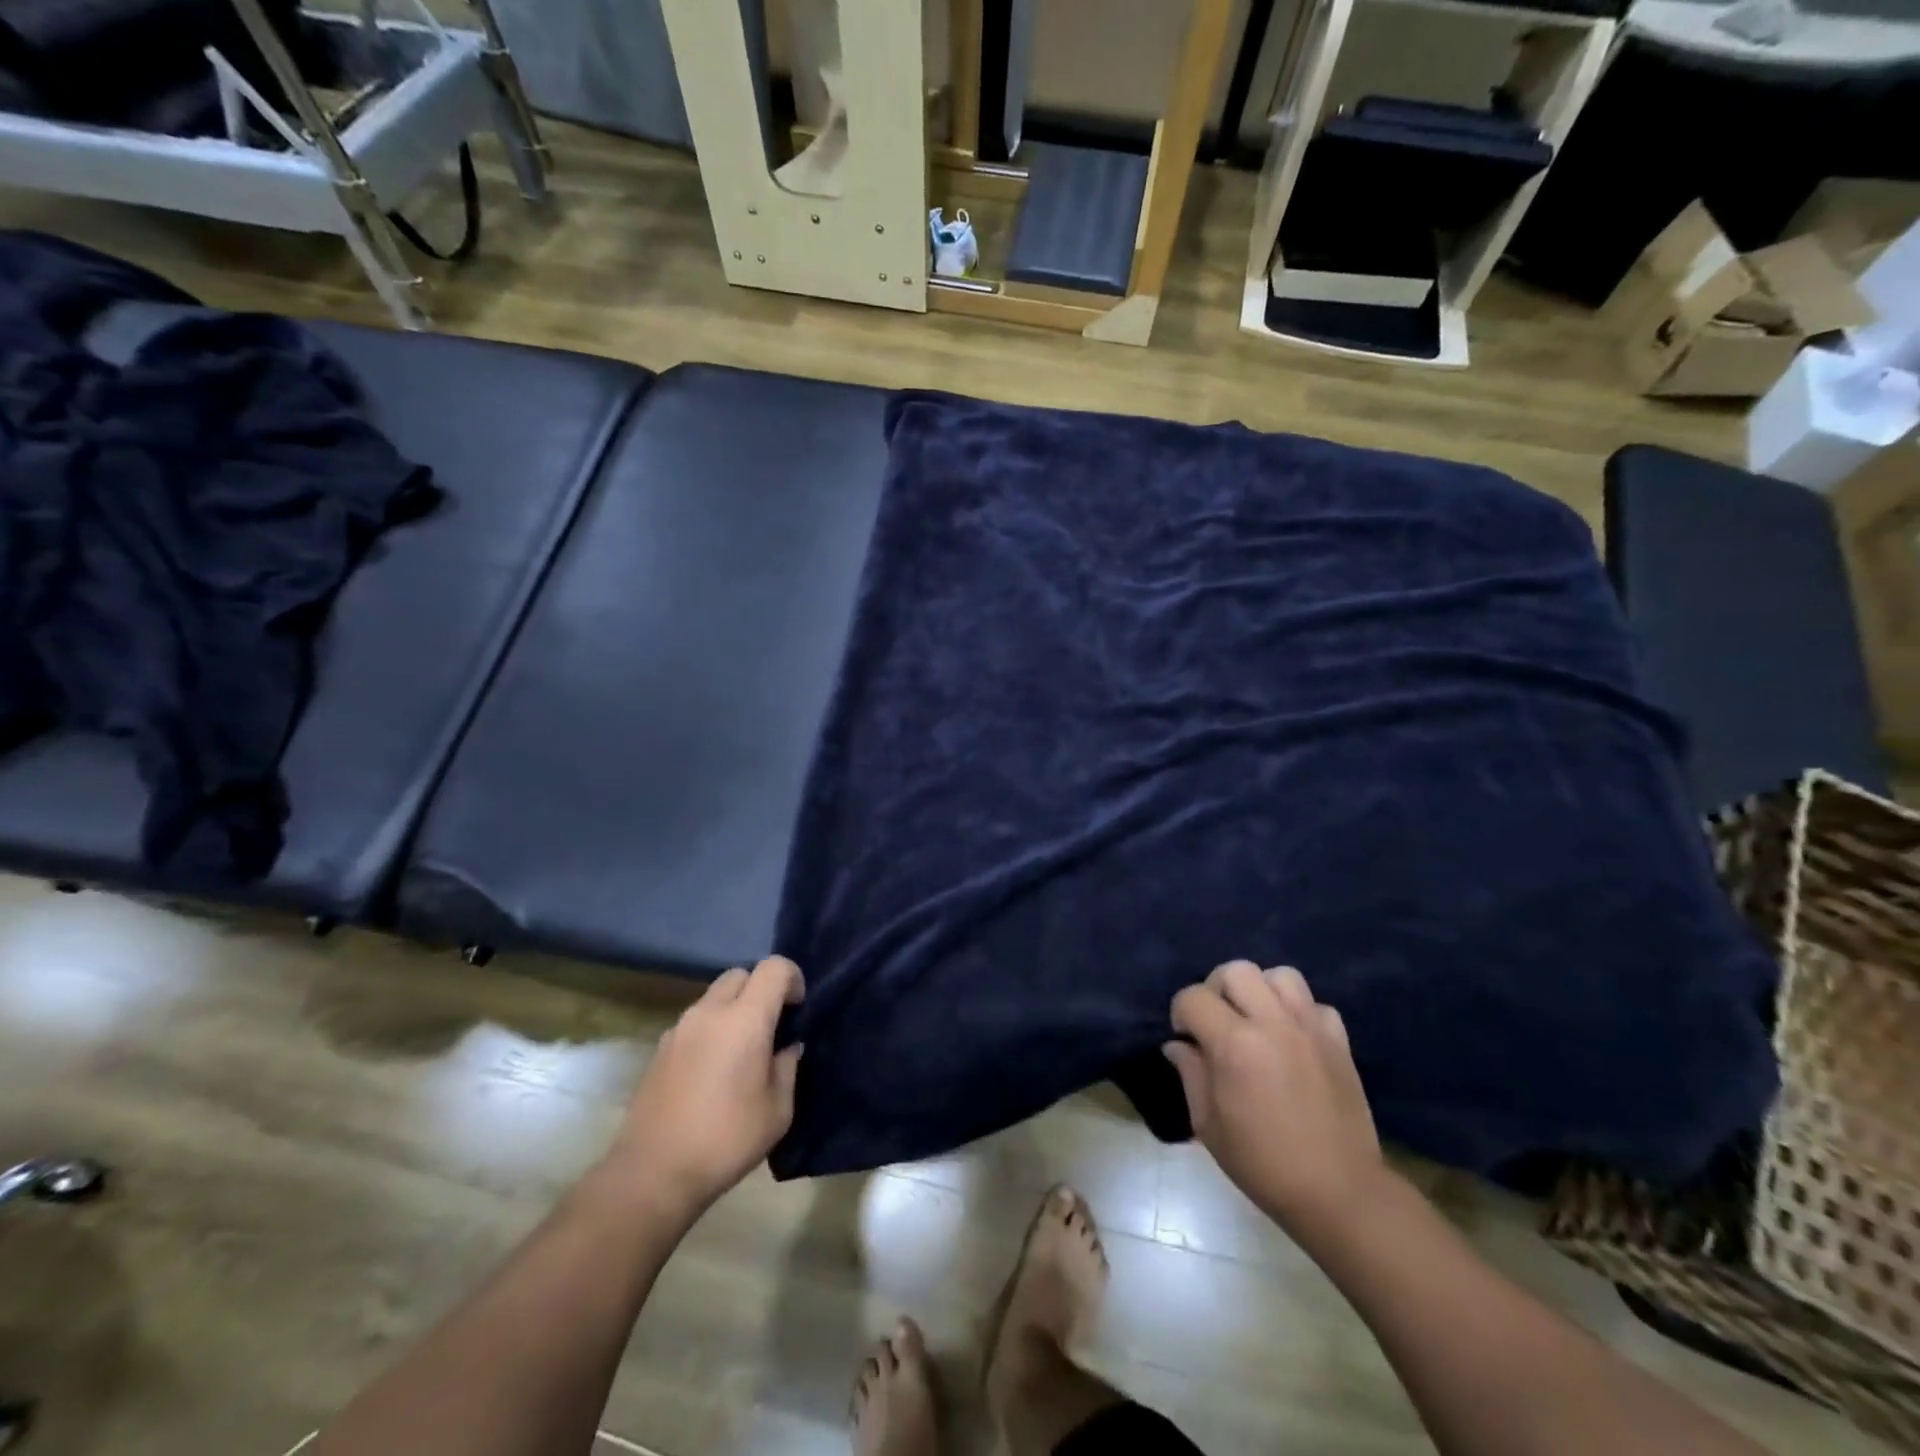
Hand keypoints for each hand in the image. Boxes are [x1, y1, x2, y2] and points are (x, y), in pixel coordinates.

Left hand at [605, 956, 804, 1224]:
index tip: (797, 1010)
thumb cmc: (726, 1140)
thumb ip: (787, 1067)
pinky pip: (695, 1021)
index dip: (792, 979)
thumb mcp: (777, 1111)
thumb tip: (787, 1047)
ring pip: (715, 996)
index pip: (774, 967)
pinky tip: (713, 1070)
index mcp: (745, 1019)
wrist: (652, 1173)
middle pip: (741, 974)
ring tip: (742, 1052)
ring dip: (734, 1009)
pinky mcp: (660, 1047)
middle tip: (771, 1027)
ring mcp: (680, 1027)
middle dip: (761, 990)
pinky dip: (711, 1029)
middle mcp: (710, 1012)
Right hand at [1165, 961, 1383, 1244]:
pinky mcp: (1339, 1041)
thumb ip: (1190, 1074)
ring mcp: (1310, 1028)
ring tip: (1257, 1020)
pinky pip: (1315, 1004)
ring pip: (1279, 975)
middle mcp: (1272, 1023)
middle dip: (1217, 989)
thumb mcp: (1208, 1125)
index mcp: (1234, 1044)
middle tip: (1218, 1021)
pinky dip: (1300, 1012)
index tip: (1186, 1038)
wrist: (1338, 1192)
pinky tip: (1293, 1038)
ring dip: (1261, 990)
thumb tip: (1178, 1045)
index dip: (1181, 1013)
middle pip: (1236, 970)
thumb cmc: (1263, 1163)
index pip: (1193, 997)